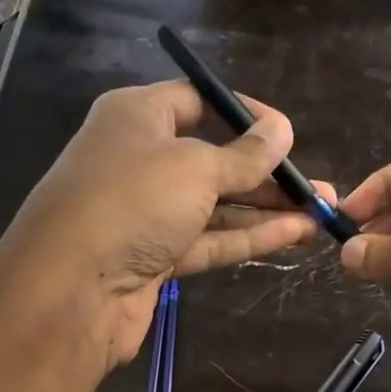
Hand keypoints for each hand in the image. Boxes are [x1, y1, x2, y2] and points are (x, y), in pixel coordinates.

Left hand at [0, 80, 329, 367]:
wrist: (70, 290)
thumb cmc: (132, 202)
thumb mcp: (195, 167)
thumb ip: (244, 155)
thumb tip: (282, 131)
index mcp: (137, 117)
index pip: (198, 101)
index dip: (245, 114)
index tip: (287, 133)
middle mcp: (140, 159)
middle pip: (213, 158)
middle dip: (266, 173)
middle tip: (316, 185)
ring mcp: (147, 212)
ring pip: (215, 204)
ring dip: (266, 209)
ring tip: (320, 212)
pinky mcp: (155, 256)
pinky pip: (209, 238)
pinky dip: (248, 236)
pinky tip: (294, 234)